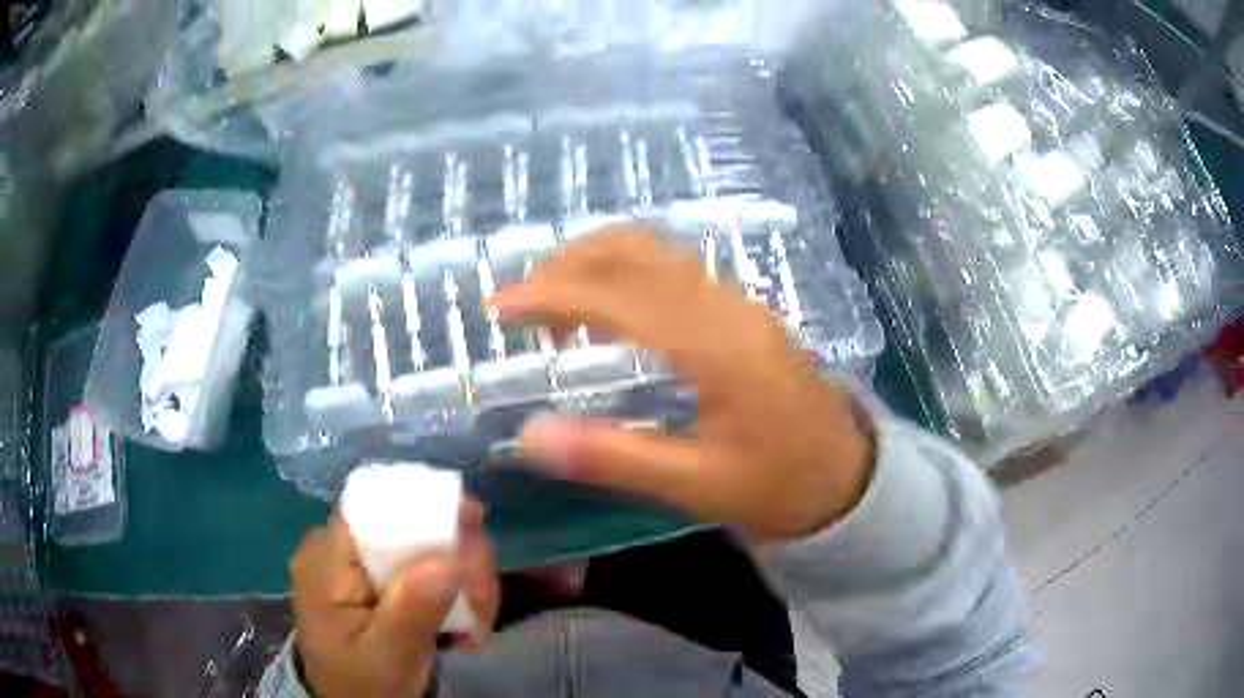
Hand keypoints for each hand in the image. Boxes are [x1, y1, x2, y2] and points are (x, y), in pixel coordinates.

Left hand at [290, 503, 498, 697]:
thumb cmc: (363, 684)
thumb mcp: (388, 654)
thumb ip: (413, 607)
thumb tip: (452, 556)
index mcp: (326, 558)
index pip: (375, 508)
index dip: (426, 508)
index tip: (476, 528)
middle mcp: (338, 549)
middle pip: (405, 527)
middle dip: (457, 556)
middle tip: (486, 599)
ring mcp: (355, 566)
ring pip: (420, 549)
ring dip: (461, 579)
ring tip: (479, 621)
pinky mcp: (374, 583)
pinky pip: (419, 570)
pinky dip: (450, 591)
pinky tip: (466, 622)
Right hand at [488, 226, 875, 541]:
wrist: (848, 476)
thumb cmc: (780, 485)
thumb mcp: (698, 485)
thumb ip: (614, 457)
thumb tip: (529, 436)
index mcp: (715, 345)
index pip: (618, 295)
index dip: (551, 294)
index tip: (498, 307)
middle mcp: (725, 306)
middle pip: (636, 249)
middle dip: (568, 263)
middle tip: (521, 303)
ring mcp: (737, 303)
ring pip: (655, 252)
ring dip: (595, 263)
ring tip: (552, 307)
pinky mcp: (740, 312)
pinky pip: (671, 271)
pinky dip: (624, 276)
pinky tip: (606, 315)